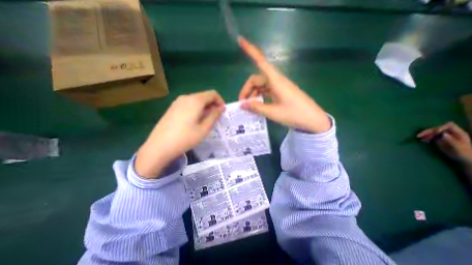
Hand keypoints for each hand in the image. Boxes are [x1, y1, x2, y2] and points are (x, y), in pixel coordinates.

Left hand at [135, 90, 225, 178]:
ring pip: (196, 100)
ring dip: (205, 107)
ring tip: (206, 120)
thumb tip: (221, 108)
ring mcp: (178, 102)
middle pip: (204, 96)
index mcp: (195, 101)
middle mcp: (186, 97)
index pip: (212, 94)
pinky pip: (189, 104)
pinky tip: (195, 120)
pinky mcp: (173, 107)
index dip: (220, 101)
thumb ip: (214, 116)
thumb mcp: (204, 128)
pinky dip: (196, 109)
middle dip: (213, 105)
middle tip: (216, 117)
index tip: (222, 112)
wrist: (159, 146)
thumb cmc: (185, 138)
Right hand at [238, 36, 328, 132]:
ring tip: (249, 107)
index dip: (250, 50)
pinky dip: (260, 97)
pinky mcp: (281, 93)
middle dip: (247, 89)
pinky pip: (267, 91)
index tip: (240, 40)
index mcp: (275, 80)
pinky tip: (257, 106)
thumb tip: (242, 104)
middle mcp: (276, 80)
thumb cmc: (294, 114)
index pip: (260, 61)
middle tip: (243, 104)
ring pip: (261, 86)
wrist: (312, 120)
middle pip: (257, 79)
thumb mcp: (273, 112)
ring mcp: (279, 87)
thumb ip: (256, 107)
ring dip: (253, 94)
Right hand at [416, 121, 471, 163]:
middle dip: (428, 131)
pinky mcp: (440, 140)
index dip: (440, 127)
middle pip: (438, 128)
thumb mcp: (459, 147)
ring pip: (433, 132)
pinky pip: (431, 136)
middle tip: (419, 135)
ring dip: (425, 134)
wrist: (465, 159)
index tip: (434, 133)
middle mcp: (451, 133)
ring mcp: (445, 136)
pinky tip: (423, 140)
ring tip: (419, 137)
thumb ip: (451, 140)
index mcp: (459, 133)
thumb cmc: (464, 153)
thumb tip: (442, 134)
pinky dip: (426, 137)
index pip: (449, 125)